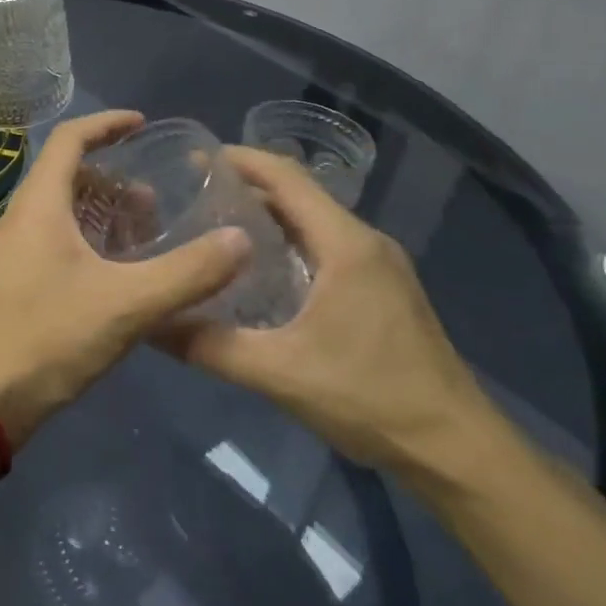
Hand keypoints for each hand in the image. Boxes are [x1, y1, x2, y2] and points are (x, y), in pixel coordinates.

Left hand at [0, 111, 249, 446]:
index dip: (107, 124)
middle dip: (114, 177)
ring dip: (105, 213)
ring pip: (65, 213)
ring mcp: (17, 253)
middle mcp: (23, 219)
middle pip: (69, 175)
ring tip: (148, 233)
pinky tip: (122, 275)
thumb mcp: (127, 304)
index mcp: (40, 204)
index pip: (70, 138)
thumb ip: (188, 272)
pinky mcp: (18, 284)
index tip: (143, 124)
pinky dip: (93, 243)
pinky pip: (59, 243)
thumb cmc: (47, 337)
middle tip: (156, 198)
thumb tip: (241, 240)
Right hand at [159, 146, 495, 477]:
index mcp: (345, 244)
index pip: (287, 177)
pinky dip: (290, 243)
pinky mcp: (383, 290)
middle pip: (300, 195)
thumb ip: (209, 346)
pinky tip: (261, 271)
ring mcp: (380, 266)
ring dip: (269, 217)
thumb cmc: (370, 397)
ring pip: (315, 222)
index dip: (241, 160)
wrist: (455, 448)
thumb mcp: (279, 373)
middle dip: (248, 187)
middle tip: (193, 195)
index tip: (195, 157)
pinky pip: (328, 247)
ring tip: (217, 227)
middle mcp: (365, 242)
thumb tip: (150, 324)